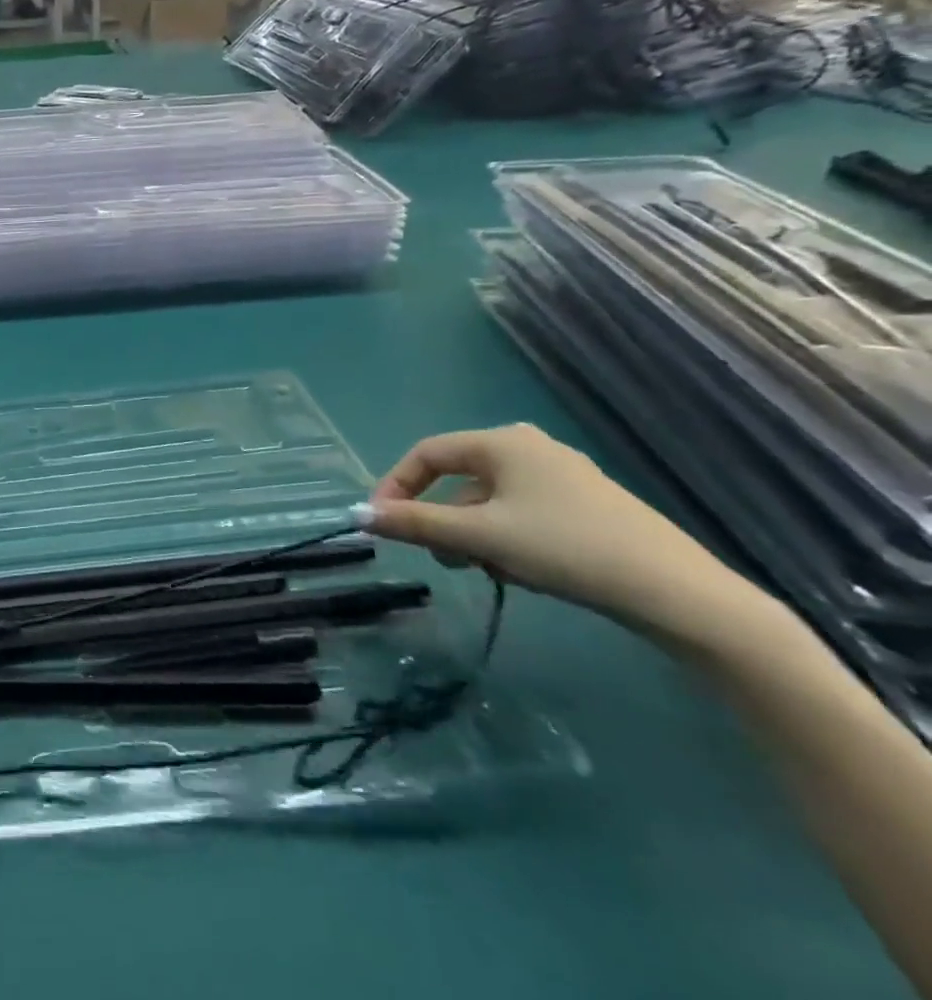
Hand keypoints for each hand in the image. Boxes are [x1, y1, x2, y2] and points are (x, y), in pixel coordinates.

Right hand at [367, 424, 741, 637]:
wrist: (678, 594)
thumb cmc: (566, 549)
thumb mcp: (480, 537)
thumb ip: (415, 523)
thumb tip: (358, 516)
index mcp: (502, 442)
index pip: (426, 453)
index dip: (396, 486)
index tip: (383, 523)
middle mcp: (529, 447)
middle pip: (458, 478)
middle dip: (439, 517)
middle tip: (436, 555)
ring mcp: (562, 476)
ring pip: (489, 500)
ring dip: (471, 533)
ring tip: (482, 569)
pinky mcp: (586, 506)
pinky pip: (521, 512)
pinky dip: (504, 537)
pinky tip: (520, 571)